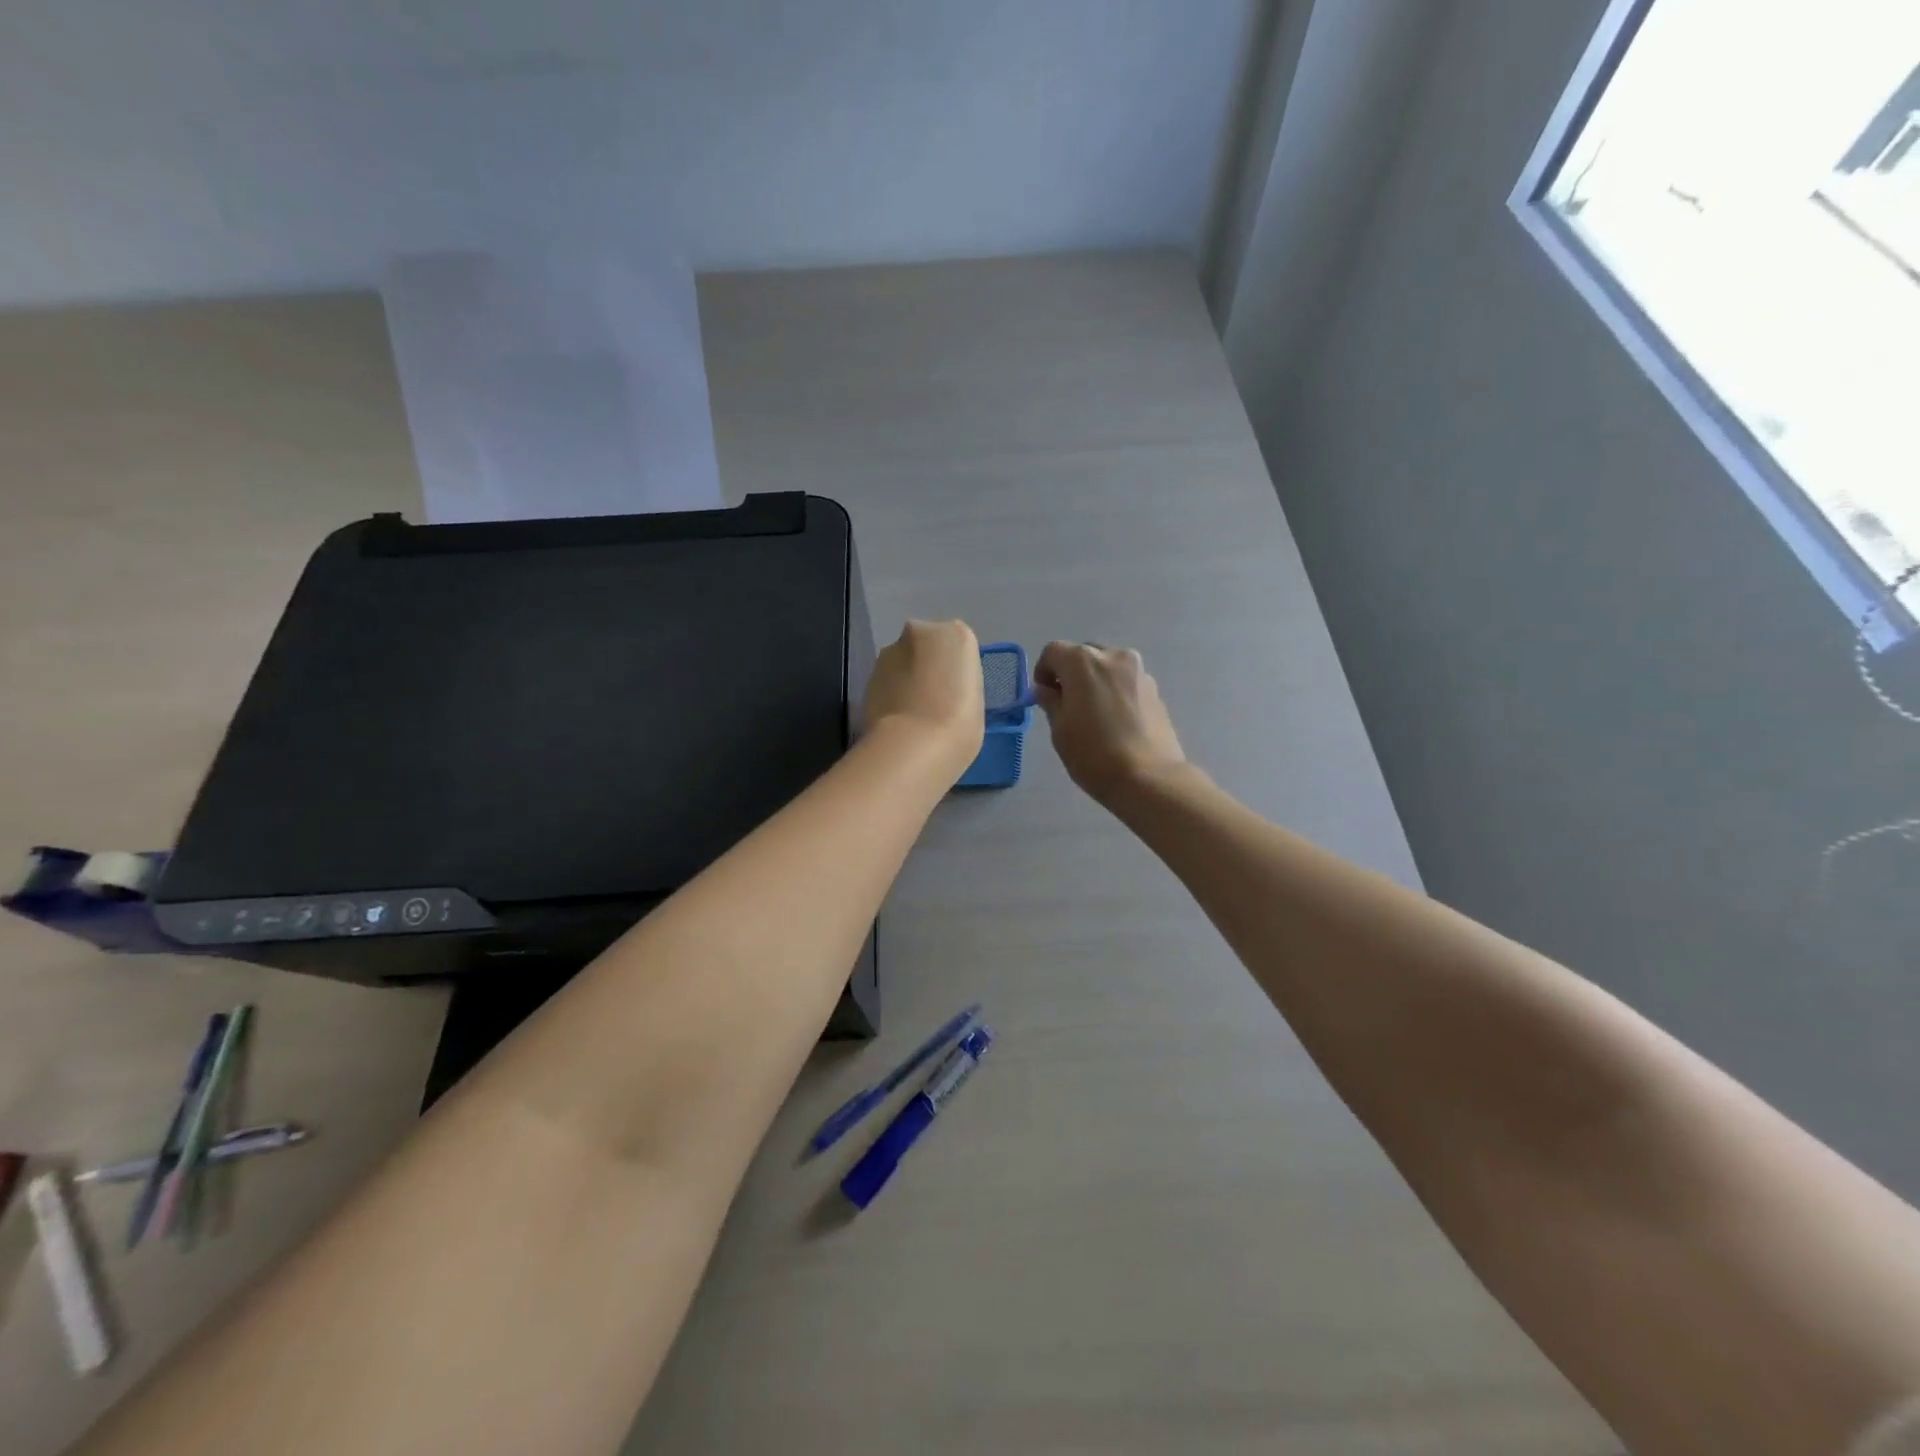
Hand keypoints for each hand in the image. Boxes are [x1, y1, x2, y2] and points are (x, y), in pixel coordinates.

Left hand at [863, 620, 984, 774]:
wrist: (914, 745)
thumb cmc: (960, 723)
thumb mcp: (975, 698)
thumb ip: (957, 681)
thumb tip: (942, 687)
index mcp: (956, 633)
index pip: (957, 646)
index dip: (955, 671)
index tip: (955, 693)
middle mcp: (920, 631)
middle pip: (926, 647)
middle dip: (927, 667)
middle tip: (934, 701)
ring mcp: (889, 652)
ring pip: (902, 662)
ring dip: (906, 680)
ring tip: (914, 715)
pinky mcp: (867, 675)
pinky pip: (886, 682)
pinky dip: (891, 694)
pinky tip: (897, 719)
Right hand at [1033, 642, 1186, 803]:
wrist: (1148, 778)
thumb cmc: (1094, 754)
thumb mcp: (1060, 730)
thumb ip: (1051, 702)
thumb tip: (1046, 690)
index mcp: (1083, 661)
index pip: (1053, 651)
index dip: (1043, 671)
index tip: (1044, 696)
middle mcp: (1113, 656)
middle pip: (1083, 654)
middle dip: (1071, 673)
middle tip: (1067, 704)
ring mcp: (1139, 671)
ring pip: (1108, 667)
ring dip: (1095, 681)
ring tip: (1093, 714)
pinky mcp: (1156, 690)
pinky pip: (1126, 682)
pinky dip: (1115, 692)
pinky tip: (1115, 721)